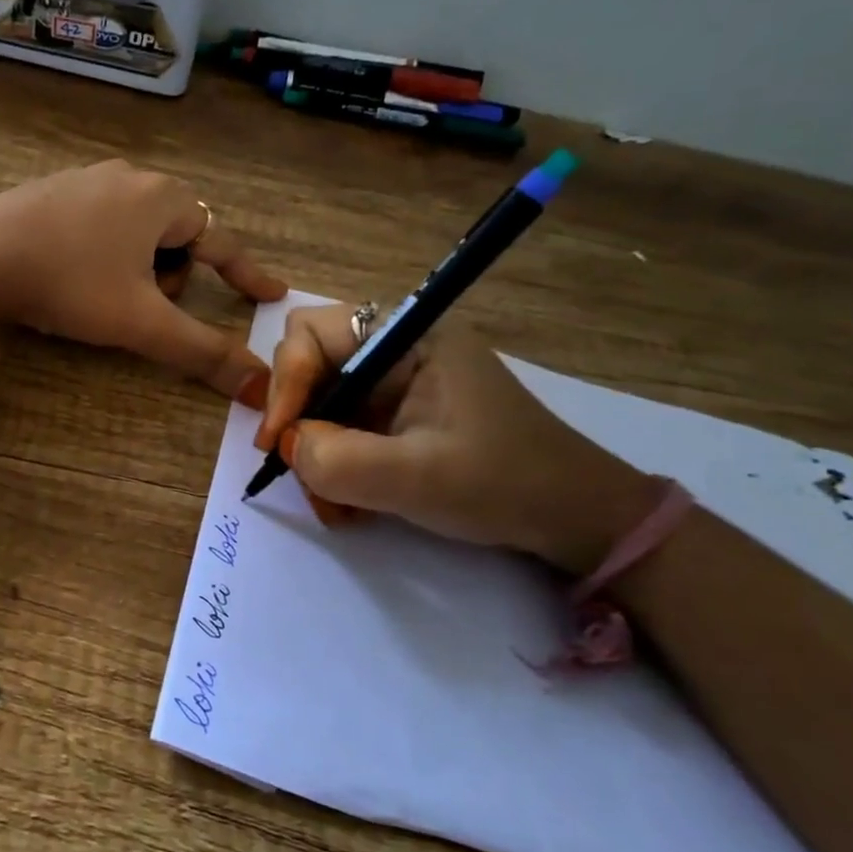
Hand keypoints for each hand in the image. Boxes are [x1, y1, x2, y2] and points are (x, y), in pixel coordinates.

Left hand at [0, 161, 288, 398]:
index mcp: (161, 199)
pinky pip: (99, 225)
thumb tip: (260, 387)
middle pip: (177, 236)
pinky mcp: (50, 192)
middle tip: (142, 307)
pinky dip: (103, 254)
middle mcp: (128, 177)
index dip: (248, 273)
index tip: (272, 294)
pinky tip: (72, 275)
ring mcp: (84, 180)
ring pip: (137, 231)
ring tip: (101, 295)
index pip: (221, 241)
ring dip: (137, 268)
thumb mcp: (141, 323)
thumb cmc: (69, 283)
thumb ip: (202, 353)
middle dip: (171, 277)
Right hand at [255, 305, 663, 573]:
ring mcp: (395, 385)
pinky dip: (333, 466)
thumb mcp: (418, 477)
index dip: (285, 383)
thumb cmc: (505, 484)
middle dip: (297, 420)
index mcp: (408, 338)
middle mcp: (395, 350)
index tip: (278, 442)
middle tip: (298, 470)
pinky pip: (340, 429)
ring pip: (319, 404)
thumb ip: (339, 460)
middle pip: (309, 366)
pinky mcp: (396, 416)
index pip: (311, 333)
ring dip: (313, 454)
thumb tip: (288, 446)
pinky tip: (350, 504)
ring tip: (333, 505)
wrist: (574, 518)